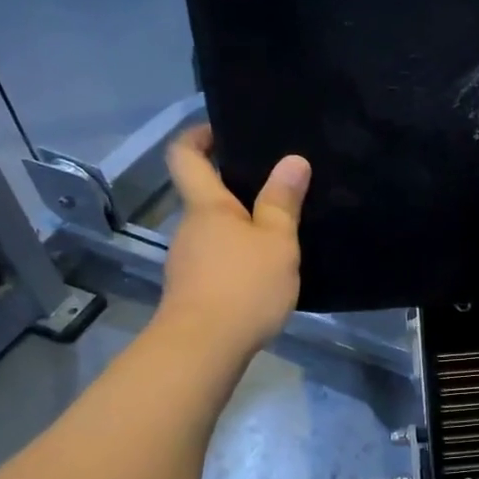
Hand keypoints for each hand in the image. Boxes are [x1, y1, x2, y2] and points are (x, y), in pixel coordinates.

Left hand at [158, 125, 310, 355]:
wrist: (204, 348)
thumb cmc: (243, 285)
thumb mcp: (276, 242)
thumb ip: (283, 202)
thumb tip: (293, 160)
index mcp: (206, 206)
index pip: (185, 155)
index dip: (197, 136)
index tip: (220, 130)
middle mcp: (189, 228)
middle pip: (203, 196)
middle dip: (232, 189)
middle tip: (274, 189)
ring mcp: (186, 262)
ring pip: (212, 232)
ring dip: (238, 229)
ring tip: (277, 235)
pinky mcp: (193, 292)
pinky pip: (215, 262)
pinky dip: (236, 260)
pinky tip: (263, 275)